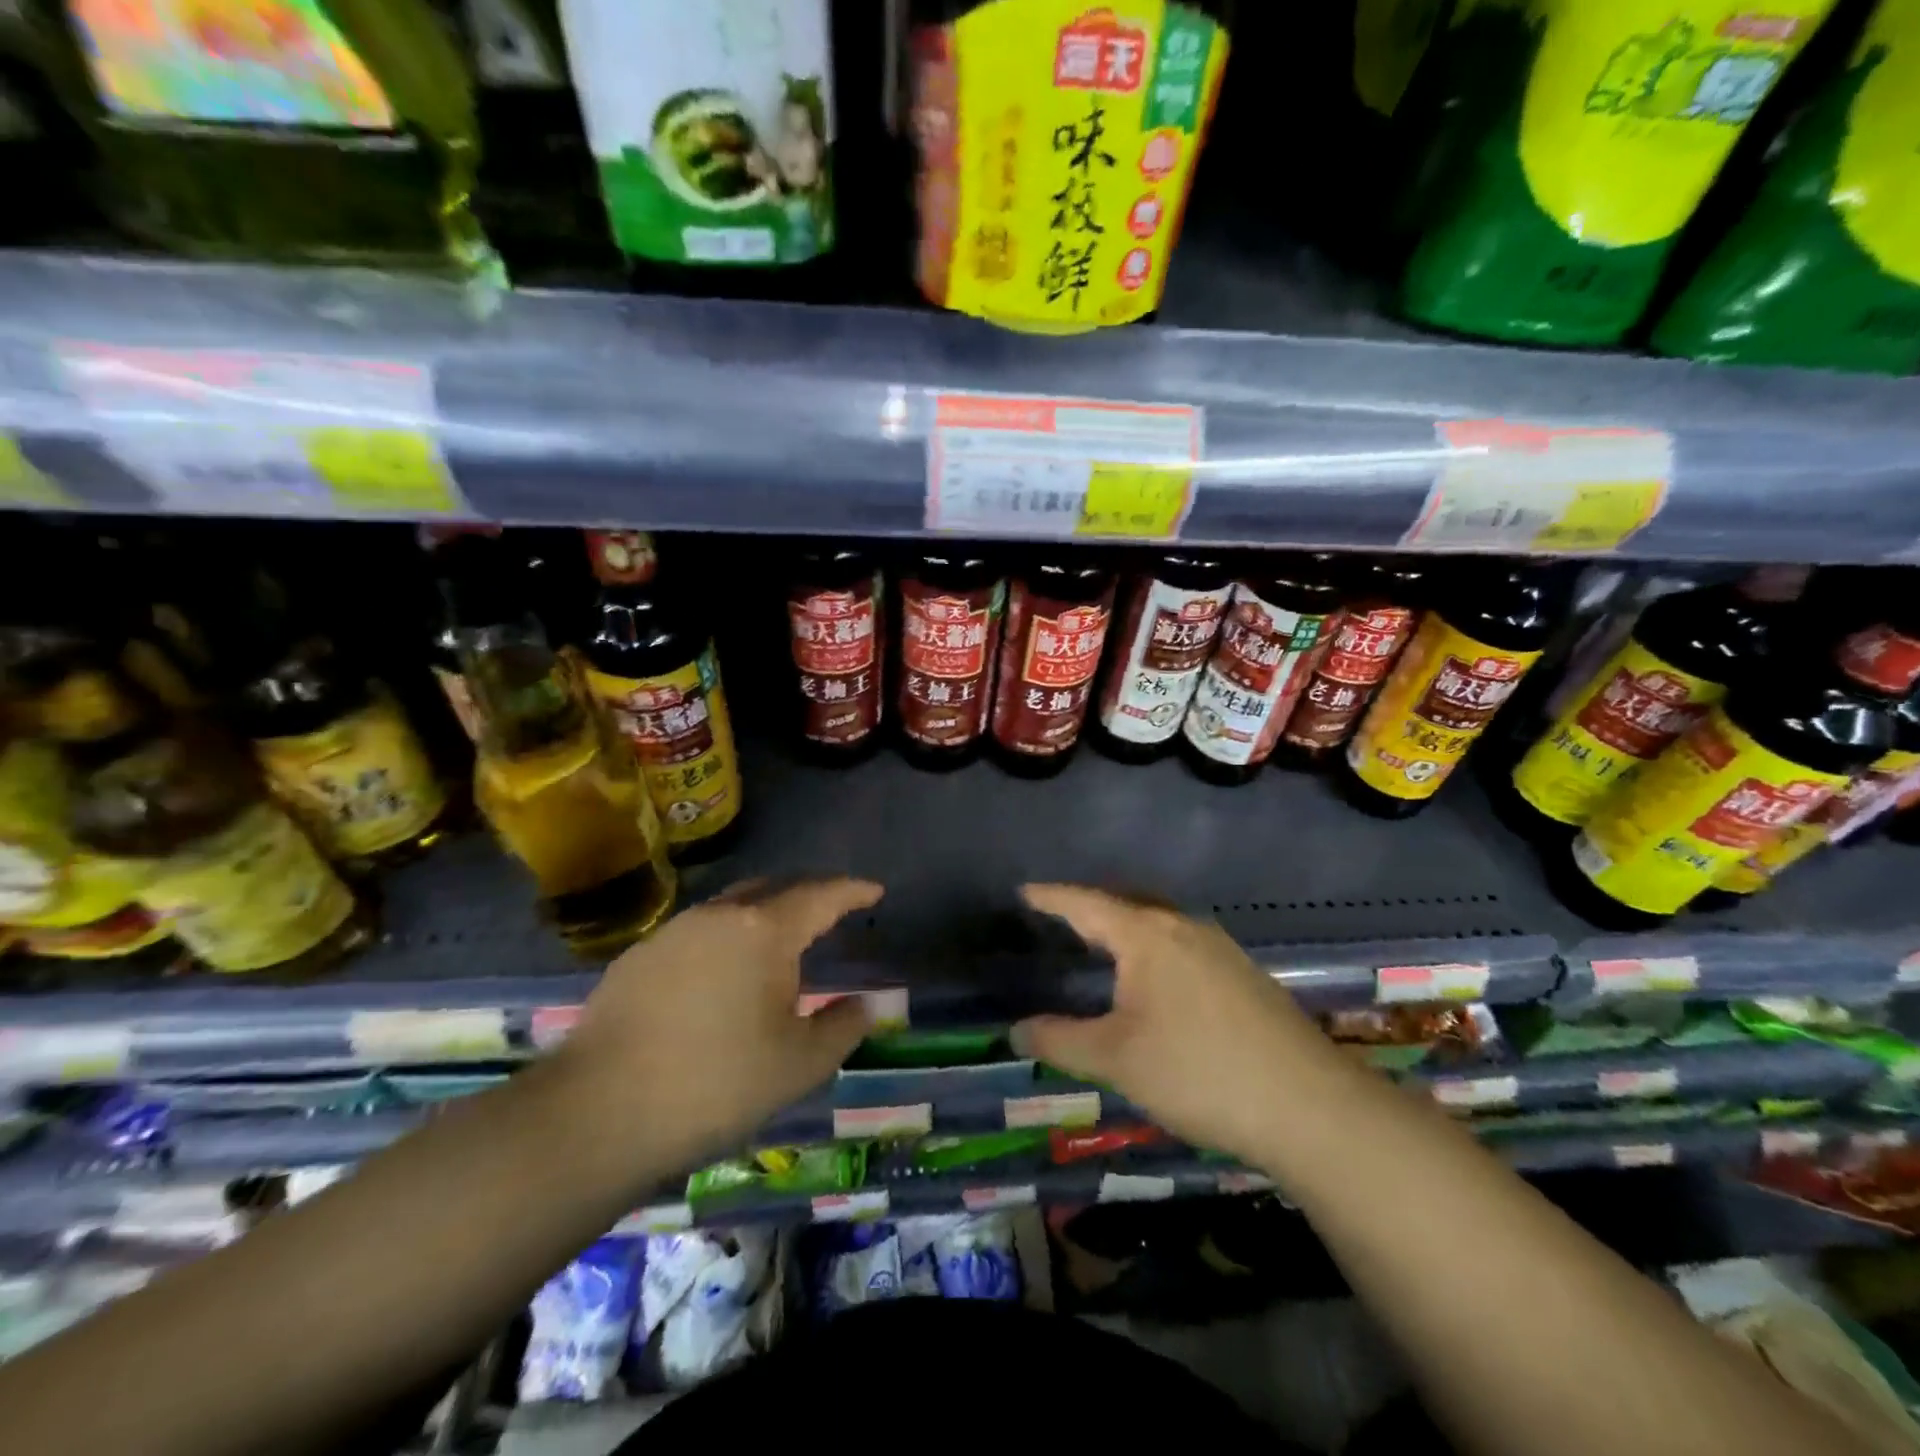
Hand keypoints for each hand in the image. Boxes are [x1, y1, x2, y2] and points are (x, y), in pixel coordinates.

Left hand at [552, 878, 882, 1168]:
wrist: (597, 1113)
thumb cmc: (717, 1084)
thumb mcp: (799, 1065)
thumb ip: (842, 1027)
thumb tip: (864, 1004)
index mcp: (765, 930)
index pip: (821, 896)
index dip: (853, 890)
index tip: (874, 891)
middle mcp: (719, 915)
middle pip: (774, 889)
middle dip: (808, 895)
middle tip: (830, 913)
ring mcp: (673, 932)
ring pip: (731, 907)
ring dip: (762, 916)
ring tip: (778, 945)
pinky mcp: (637, 956)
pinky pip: (697, 933)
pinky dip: (724, 940)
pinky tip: (721, 977)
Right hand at [1012, 884, 1352, 1162]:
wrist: (1310, 1106)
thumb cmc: (1198, 1072)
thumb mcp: (1116, 1060)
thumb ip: (1060, 1041)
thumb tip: (1016, 1031)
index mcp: (1147, 935)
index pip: (1086, 904)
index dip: (1051, 898)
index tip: (1024, 891)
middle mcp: (1184, 927)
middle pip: (1126, 904)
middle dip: (1090, 908)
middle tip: (1058, 918)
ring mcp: (1220, 947)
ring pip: (1159, 923)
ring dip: (1126, 928)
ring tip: (1101, 945)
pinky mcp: (1243, 973)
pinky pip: (1183, 944)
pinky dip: (1154, 948)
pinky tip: (1156, 980)